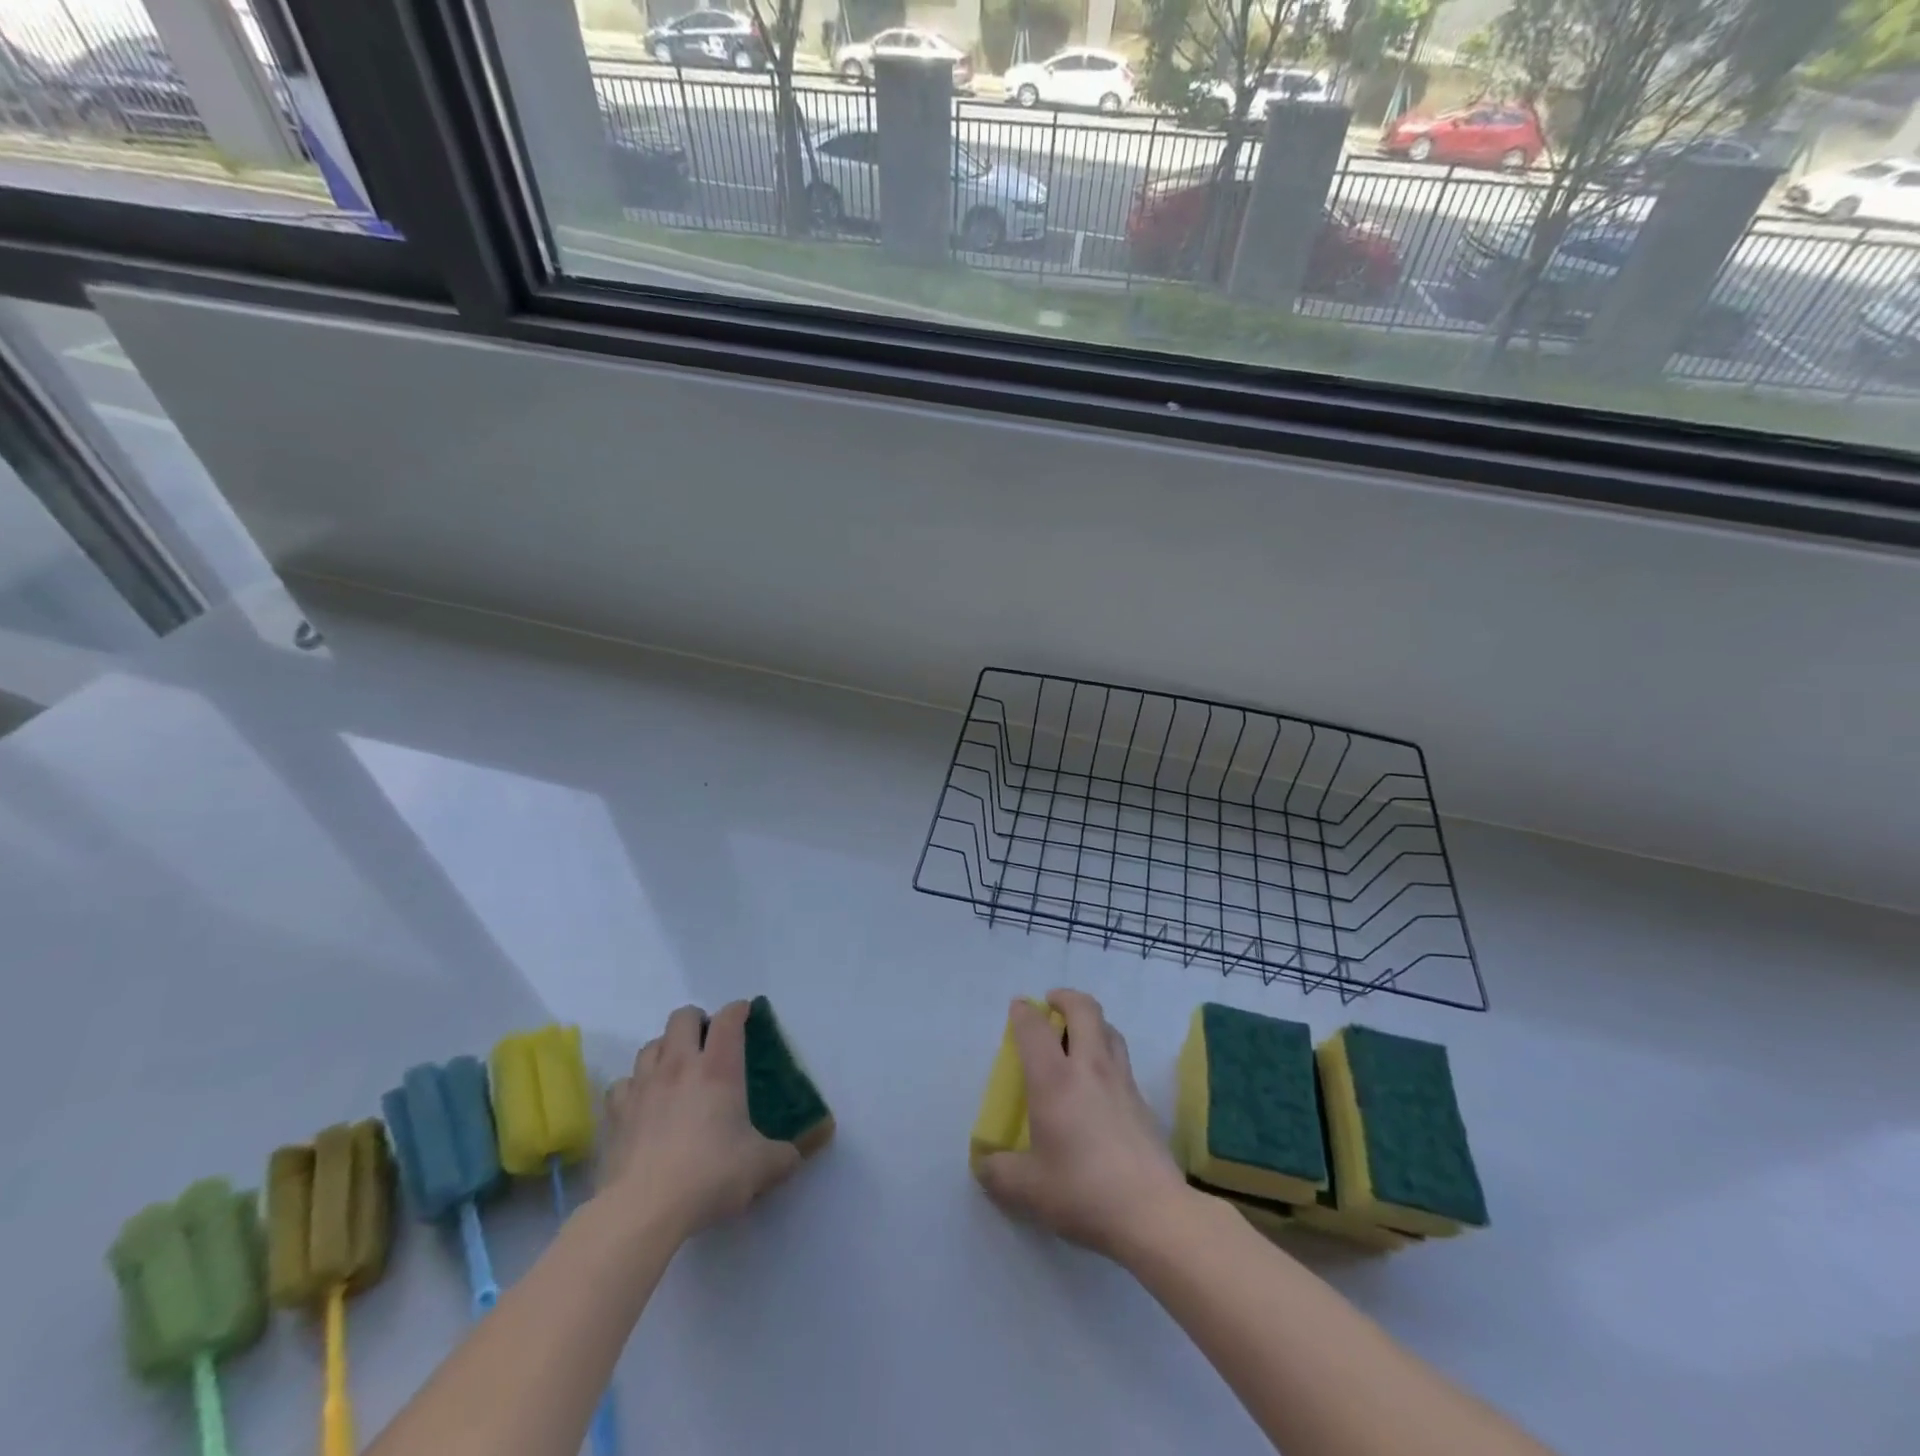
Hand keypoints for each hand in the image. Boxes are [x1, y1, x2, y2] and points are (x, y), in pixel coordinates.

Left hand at [599, 1001, 801, 1240]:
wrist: (643, 1210)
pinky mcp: (615, 1113)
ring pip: (651, 1045)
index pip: (728, 1019)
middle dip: (697, 1020)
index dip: (738, 1010)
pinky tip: (642, 1102)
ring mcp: (643, 1086)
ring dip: (665, 1049)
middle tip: (708, 1041)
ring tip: (675, 1069)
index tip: (745, 1013)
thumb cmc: (709, 1176)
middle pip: (683, 1017)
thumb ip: (783, 1156)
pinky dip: (634, 1086)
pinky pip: (623, 1083)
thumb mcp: (761, 1167)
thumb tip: (795, 1155)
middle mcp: (679, 1066)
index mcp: (719, 1069)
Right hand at [972, 990, 1192, 1264]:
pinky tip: (1100, 1083)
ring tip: (1078, 1037)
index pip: (1035, 1028)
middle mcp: (1089, 1067)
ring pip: (1109, 1029)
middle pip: (1084, 1009)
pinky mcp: (1143, 1101)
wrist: (1153, 1212)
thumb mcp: (1027, 1189)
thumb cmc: (1083, 1191)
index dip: (1023, 1012)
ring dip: (1091, 1022)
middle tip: (1052, 1005)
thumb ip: (999, 1173)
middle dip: (1065, 998)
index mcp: (1054, 1080)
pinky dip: (1108, 1054)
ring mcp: (1122, 1081)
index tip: (1018, 1009)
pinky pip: (1122, 1060)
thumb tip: (986, 1164)